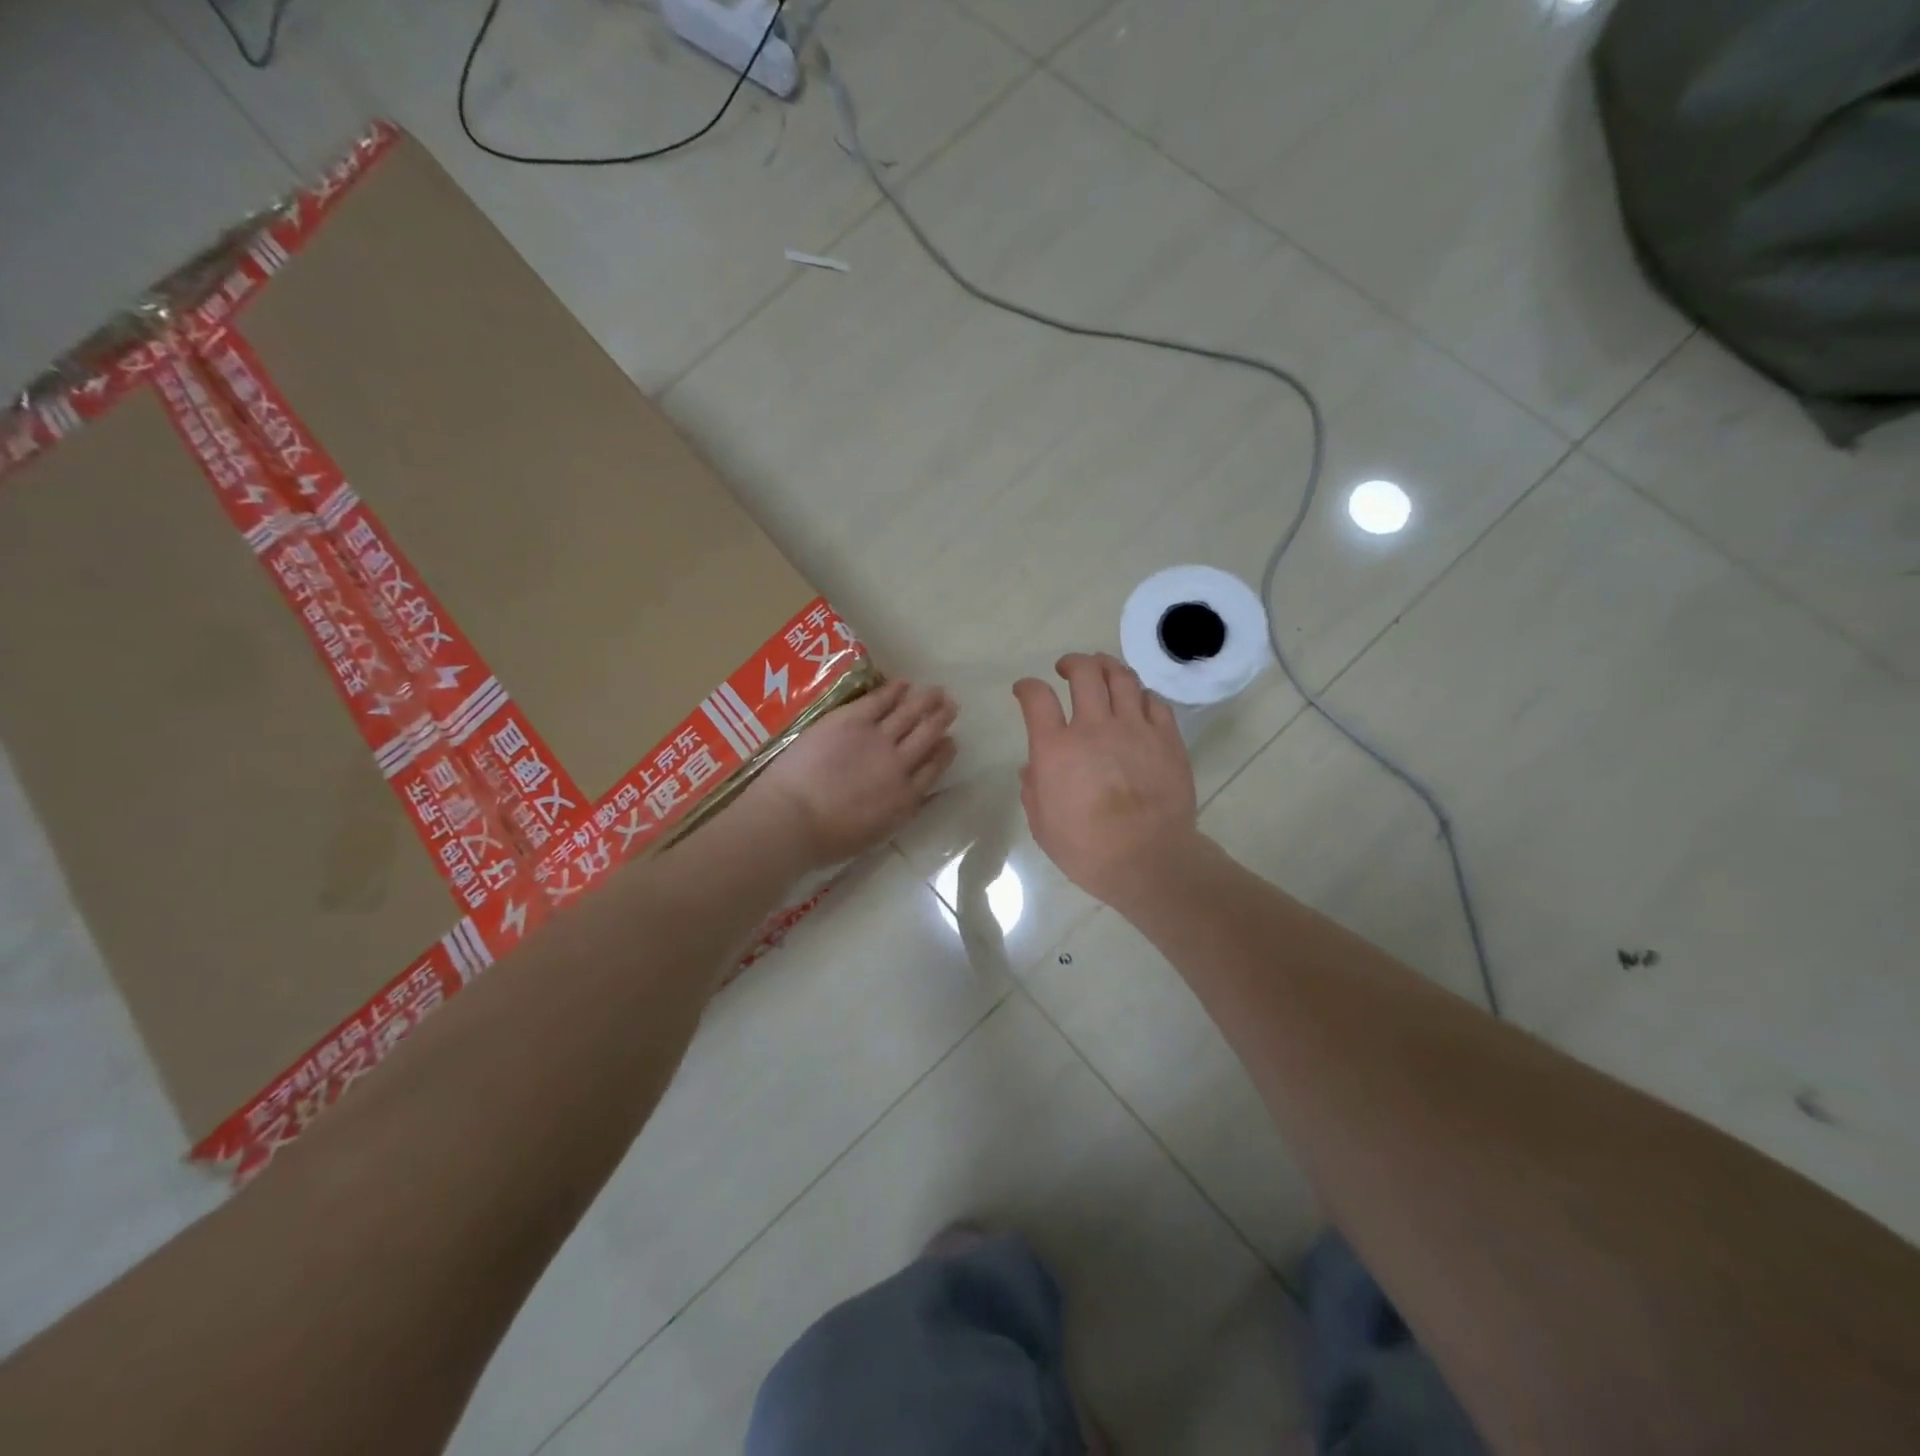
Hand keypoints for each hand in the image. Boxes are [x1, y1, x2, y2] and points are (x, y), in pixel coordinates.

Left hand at [748, 678, 957, 869]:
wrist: (794, 818)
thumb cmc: (827, 839)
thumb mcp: (876, 833)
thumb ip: (898, 810)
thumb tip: (914, 796)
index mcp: (905, 797)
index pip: (933, 769)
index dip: (944, 753)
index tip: (951, 741)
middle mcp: (899, 763)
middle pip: (928, 736)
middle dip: (941, 719)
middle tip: (952, 705)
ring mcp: (877, 738)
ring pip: (910, 714)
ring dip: (926, 701)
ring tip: (938, 691)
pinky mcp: (853, 720)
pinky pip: (880, 699)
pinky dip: (894, 690)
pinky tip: (904, 683)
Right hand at [1014, 653, 1200, 905]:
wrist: (1148, 859)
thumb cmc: (1086, 849)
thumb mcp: (1042, 825)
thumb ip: (1033, 790)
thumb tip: (1033, 768)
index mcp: (1056, 748)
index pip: (1037, 698)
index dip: (1027, 687)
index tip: (1025, 690)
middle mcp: (1094, 727)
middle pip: (1084, 673)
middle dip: (1072, 663)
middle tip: (1067, 668)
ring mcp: (1134, 728)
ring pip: (1122, 677)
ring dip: (1107, 666)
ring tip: (1102, 668)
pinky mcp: (1166, 738)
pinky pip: (1155, 701)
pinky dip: (1141, 694)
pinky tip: (1137, 699)